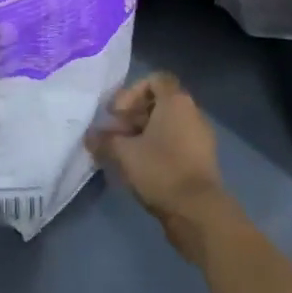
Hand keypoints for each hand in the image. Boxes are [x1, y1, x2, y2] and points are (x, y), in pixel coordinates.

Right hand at [86, 73, 229, 261]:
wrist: (199, 212)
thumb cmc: (161, 170)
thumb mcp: (125, 153)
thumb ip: (105, 141)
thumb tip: (89, 136)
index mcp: (176, 101)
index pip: (154, 80)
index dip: (131, 92)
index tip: (117, 113)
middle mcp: (192, 113)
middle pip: (158, 103)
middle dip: (132, 116)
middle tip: (115, 135)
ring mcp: (200, 137)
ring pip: (166, 125)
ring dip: (143, 134)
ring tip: (124, 153)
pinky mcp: (202, 160)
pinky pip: (176, 143)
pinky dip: (157, 149)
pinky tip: (140, 168)